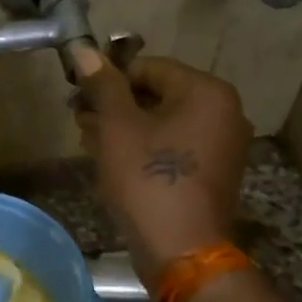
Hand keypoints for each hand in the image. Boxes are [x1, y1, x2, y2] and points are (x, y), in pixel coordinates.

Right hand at [71, 46, 253, 285]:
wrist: (180, 251)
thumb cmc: (147, 180)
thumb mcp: (118, 126)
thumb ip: (103, 85)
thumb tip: (83, 50)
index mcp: (207, 92)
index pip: (149, 67)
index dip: (109, 79)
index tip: (77, 95)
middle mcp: (224, 113)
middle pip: (158, 95)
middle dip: (115, 105)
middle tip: (78, 119)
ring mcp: (222, 145)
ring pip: (163, 123)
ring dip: (124, 127)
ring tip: (88, 139)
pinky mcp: (212, 173)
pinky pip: (174, 147)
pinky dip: (144, 147)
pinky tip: (112, 159)